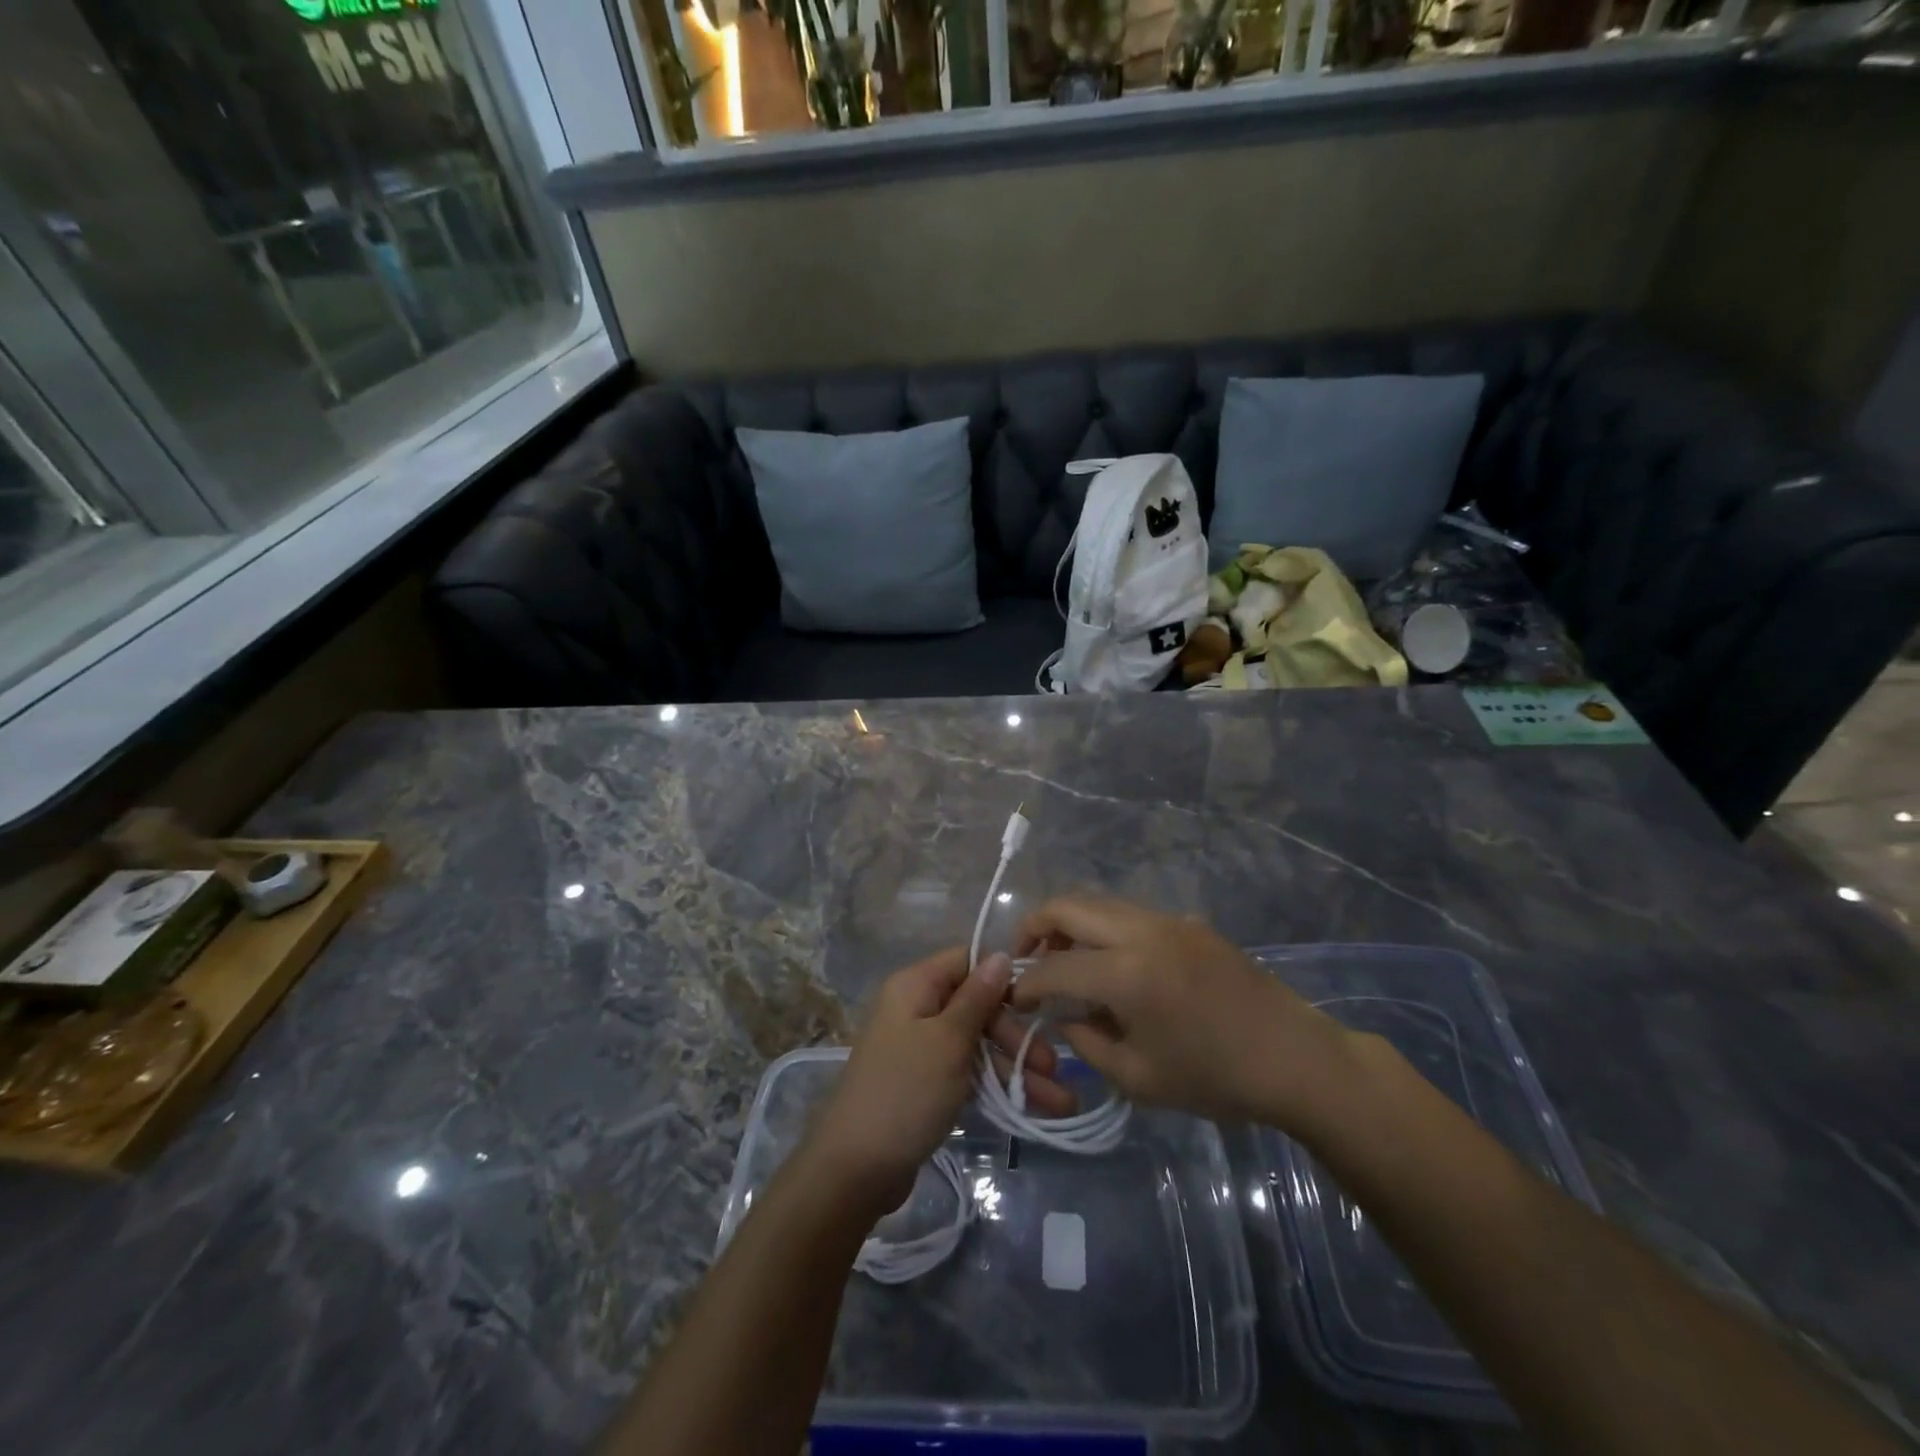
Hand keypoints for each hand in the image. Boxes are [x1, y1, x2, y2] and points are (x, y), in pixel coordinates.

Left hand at [805, 947, 1075, 1212]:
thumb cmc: (905, 1092)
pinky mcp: (926, 1084)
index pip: (966, 962)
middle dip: (1017, 1036)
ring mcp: (921, 1048)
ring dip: (1015, 1068)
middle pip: (977, 1006)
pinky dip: (996, 1086)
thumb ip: (977, 998)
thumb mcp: (947, 1040)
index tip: (1040, 1001)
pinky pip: (968, 1072)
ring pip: (977, 1045)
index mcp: (915, 986)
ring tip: (1060, 1100)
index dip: (1002, 977)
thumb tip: (999, 953)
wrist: (855, 1169)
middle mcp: (917, 1009)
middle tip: (1052, 1066)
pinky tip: (1030, 1107)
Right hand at [1013, 897, 1357, 1130]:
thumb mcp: (1138, 1078)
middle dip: (1035, 927)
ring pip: (1099, 902)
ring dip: (1070, 923)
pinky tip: (1110, 963)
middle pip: (1069, 905)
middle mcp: (1142, 931)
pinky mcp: (1188, 922)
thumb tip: (1061, 1014)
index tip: (1014, 999)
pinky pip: (1130, 913)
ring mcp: (1168, 920)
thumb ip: (1087, 1040)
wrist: (1295, 1058)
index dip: (1025, 983)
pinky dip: (1103, 927)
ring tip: (1063, 959)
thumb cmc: (1215, 1079)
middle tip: (1024, 958)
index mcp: (1127, 973)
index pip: (1054, 966)